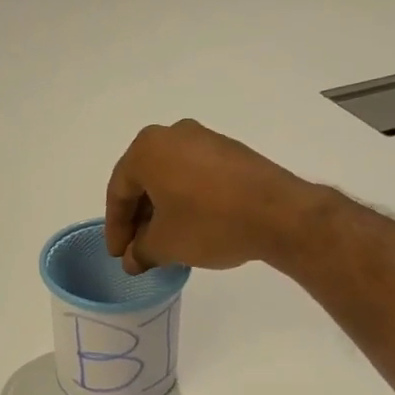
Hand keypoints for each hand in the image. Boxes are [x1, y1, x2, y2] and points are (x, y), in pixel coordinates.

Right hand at [104, 119, 318, 273]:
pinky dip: (186, 200)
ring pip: (171, 178)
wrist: (278, 213)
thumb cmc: (209, 223)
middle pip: (144, 181)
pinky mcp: (231, 152)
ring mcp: (206, 139)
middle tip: (139, 250)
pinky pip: (196, 176)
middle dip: (139, 218)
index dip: (116, 228)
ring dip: (163, 210)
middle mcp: (173, 134)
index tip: (119, 256)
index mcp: (147, 149)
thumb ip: (141, 251)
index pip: (119, 191)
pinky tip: (192, 226)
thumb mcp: (166, 244)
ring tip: (165, 242)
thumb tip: (133, 259)